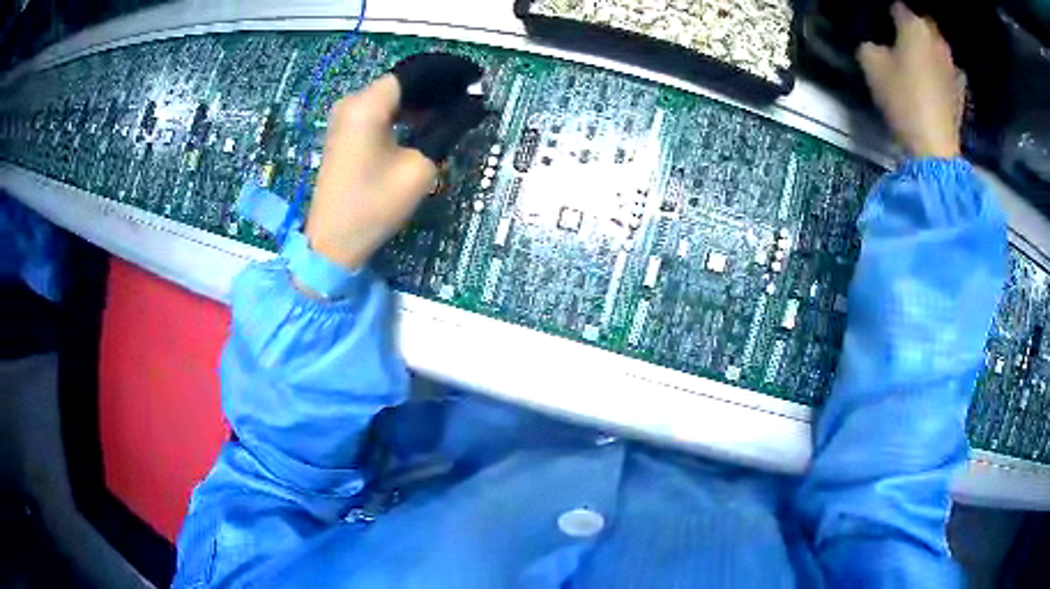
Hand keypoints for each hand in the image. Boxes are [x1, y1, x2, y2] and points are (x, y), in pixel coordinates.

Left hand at [306, 54, 487, 269]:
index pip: (416, 72)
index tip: (477, 78)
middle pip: (403, 80)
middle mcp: (353, 101)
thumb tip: (474, 105)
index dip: (450, 71)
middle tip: (472, 96)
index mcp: (368, 104)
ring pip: (392, 94)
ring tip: (456, 108)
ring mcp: (345, 116)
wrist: (332, 242)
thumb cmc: (374, 206)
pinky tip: (427, 121)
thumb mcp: (419, 167)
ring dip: (423, 99)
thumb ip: (448, 128)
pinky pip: (380, 109)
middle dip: (438, 85)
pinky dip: (405, 111)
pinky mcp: (345, 131)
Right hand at [857, 3, 963, 158]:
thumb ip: (870, 47)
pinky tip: (936, 81)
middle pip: (923, 23)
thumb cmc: (903, 99)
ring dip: (929, 48)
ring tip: (919, 60)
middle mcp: (936, 39)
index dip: (889, 15)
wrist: (935, 146)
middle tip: (902, 40)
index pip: (898, 8)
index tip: (883, 27)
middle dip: (913, 28)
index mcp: (914, 26)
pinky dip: (942, 71)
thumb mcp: (871, 67)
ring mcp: (952, 65)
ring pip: (937, 46)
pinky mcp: (961, 90)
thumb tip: (876, 47)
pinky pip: (949, 70)